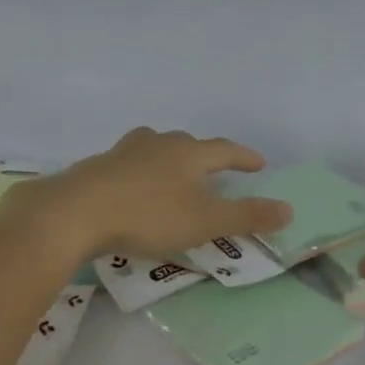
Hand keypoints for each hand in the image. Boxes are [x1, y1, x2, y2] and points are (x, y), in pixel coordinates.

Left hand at [5, 128, 291, 260]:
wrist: (75, 213)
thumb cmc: (149, 216)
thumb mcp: (205, 221)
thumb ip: (247, 216)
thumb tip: (289, 209)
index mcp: (188, 153)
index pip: (224, 150)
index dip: (243, 158)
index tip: (259, 164)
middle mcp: (157, 144)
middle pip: (187, 143)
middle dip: (204, 155)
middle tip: (214, 169)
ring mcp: (123, 153)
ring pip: (153, 148)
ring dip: (168, 158)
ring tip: (172, 172)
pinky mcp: (97, 168)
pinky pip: (127, 165)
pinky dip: (139, 174)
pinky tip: (133, 190)